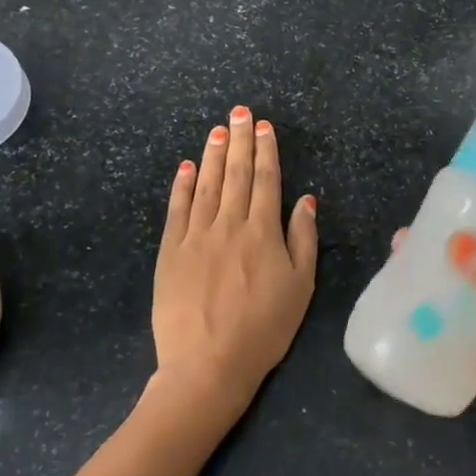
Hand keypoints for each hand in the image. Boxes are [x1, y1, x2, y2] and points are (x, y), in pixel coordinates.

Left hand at [152, 106, 317, 420]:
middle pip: (235, 174)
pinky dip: (181, 186)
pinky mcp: (170, 252)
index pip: (265, 180)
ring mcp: (196, 236)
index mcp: (263, 232)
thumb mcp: (301, 286)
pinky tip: (185, 167)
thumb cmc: (264, 329)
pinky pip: (176, 210)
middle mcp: (229, 224)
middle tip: (239, 112)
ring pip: (205, 185)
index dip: (265, 151)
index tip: (263, 127)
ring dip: (211, 155)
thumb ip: (303, 239)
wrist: (208, 364)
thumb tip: (305, 199)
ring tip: (216, 130)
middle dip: (238, 141)